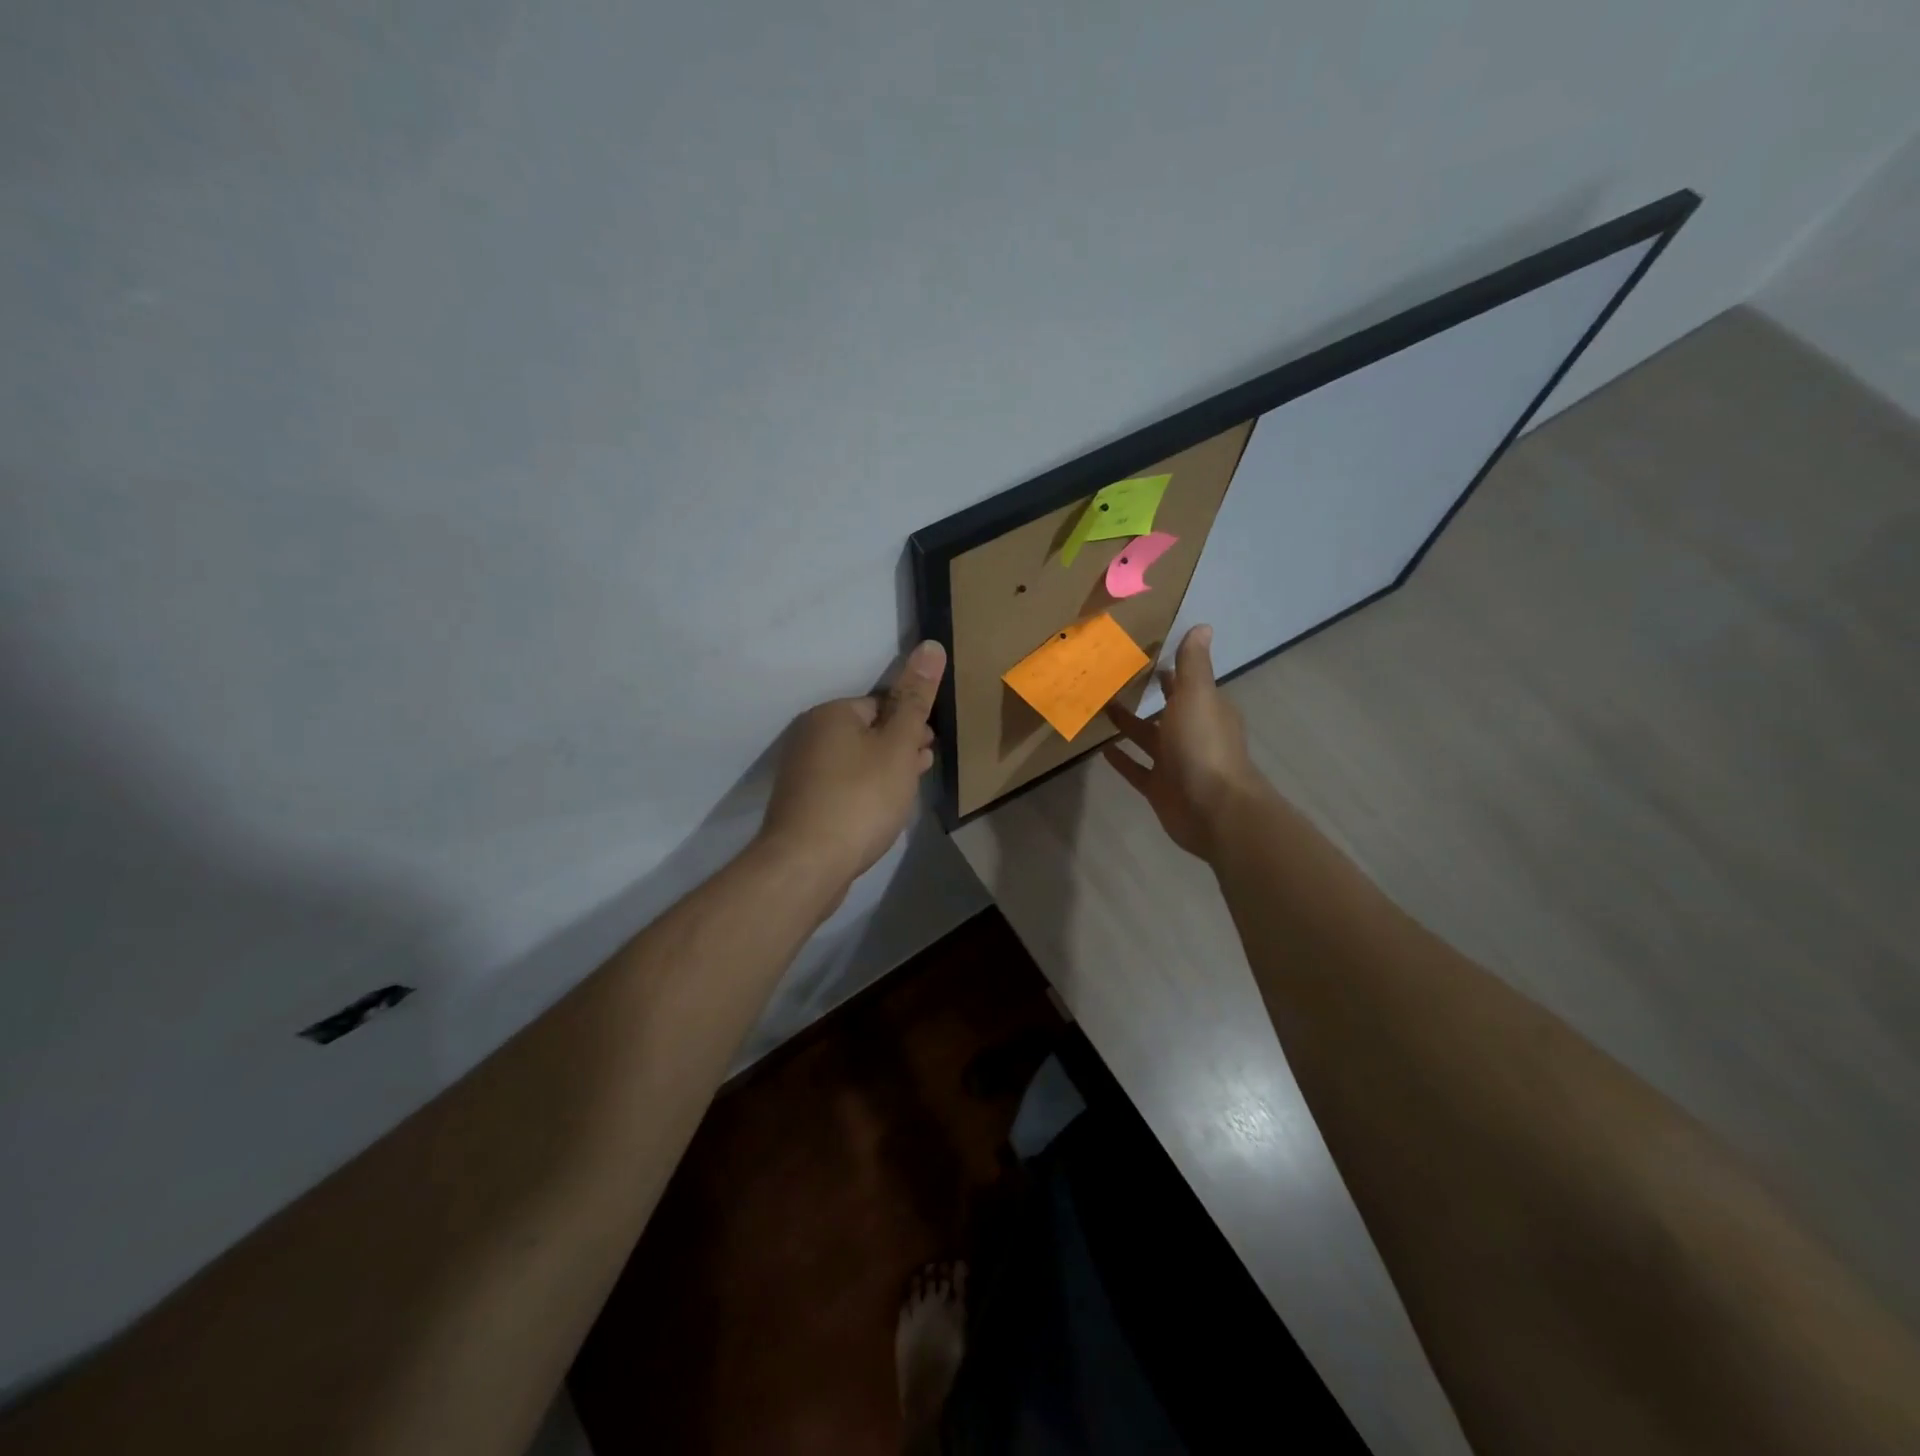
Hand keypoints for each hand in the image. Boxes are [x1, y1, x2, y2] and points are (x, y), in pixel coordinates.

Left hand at [757, 640, 945, 892]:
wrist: (807, 863)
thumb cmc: (860, 798)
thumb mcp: (898, 745)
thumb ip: (915, 698)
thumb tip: (931, 644)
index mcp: (831, 713)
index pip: (882, 705)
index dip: (910, 726)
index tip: (928, 751)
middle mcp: (809, 735)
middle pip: (868, 733)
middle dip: (898, 750)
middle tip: (920, 773)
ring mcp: (801, 772)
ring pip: (855, 762)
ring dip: (883, 772)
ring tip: (903, 796)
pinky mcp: (801, 804)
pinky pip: (842, 787)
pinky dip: (863, 794)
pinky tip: (876, 815)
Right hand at [1103, 624, 1265, 859]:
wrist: (1212, 808)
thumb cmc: (1203, 745)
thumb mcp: (1197, 695)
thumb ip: (1193, 664)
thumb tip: (1203, 626)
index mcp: (1205, 709)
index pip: (1186, 684)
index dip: (1168, 671)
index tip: (1141, 656)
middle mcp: (1192, 734)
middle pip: (1166, 711)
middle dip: (1146, 697)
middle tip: (1113, 680)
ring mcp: (1175, 763)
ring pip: (1148, 739)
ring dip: (1128, 725)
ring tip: (1101, 709)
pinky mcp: (1159, 788)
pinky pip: (1137, 770)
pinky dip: (1122, 760)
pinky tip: (1102, 750)